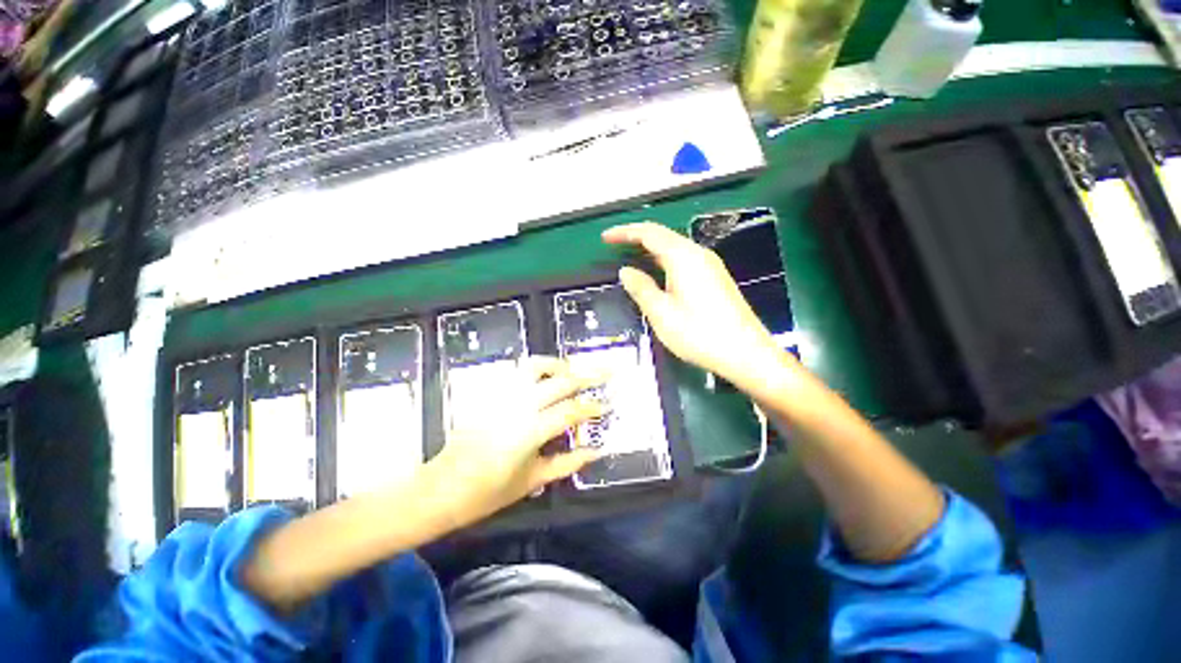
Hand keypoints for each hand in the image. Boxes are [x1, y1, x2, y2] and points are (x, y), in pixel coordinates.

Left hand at [428, 357, 606, 526]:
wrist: (442, 488)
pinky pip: (518, 372)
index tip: (607, 405)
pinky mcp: (490, 394)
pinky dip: (537, 368)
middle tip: (605, 373)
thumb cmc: (488, 492)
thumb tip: (595, 451)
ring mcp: (502, 396)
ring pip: (536, 367)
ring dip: (559, 364)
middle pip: (560, 382)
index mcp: (530, 431)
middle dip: (587, 376)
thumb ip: (567, 463)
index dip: (593, 407)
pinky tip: (547, 375)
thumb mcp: (533, 481)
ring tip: (574, 368)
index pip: (571, 411)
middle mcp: (518, 406)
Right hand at [603, 222, 789, 390]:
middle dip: (636, 238)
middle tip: (613, 247)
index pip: (649, 233)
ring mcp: (710, 266)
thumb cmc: (699, 334)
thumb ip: (641, 288)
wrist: (746, 354)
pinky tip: (656, 274)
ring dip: (650, 250)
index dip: (625, 232)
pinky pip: (683, 261)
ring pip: (674, 249)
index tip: (605, 238)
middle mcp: (699, 254)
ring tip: (629, 258)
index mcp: (684, 257)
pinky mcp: (715, 279)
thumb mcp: (662, 313)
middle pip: (663, 237)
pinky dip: (663, 261)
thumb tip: (625, 271)